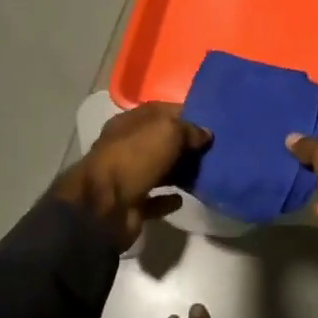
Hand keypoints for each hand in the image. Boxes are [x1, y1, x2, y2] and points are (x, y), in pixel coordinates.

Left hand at [54, 102, 211, 248]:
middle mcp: (126, 146)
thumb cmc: (134, 157)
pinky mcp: (131, 204)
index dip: (185, 114)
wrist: (103, 207)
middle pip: (161, 141)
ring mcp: (127, 176)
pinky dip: (168, 199)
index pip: (161, 111)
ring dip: (179, 171)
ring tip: (206, 173)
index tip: (211, 121)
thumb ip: (189, 130)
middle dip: (185, 144)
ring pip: (159, 169)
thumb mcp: (167, 131)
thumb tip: (206, 133)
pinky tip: (184, 198)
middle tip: (214, 149)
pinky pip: (154, 199)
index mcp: (130, 122)